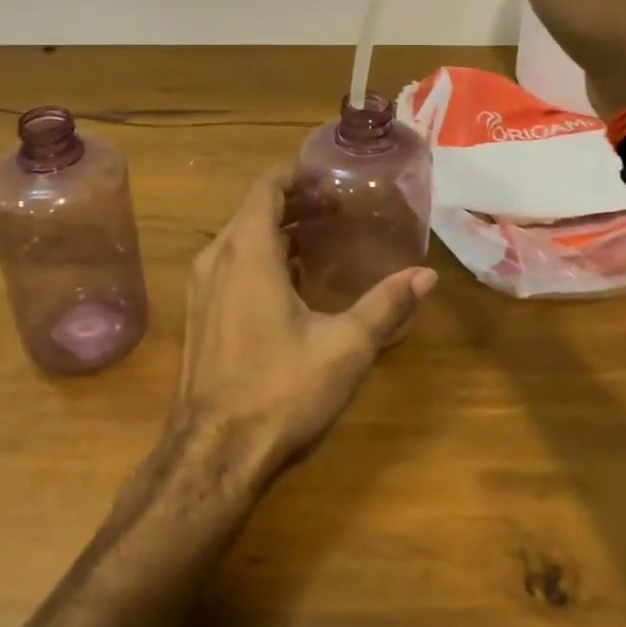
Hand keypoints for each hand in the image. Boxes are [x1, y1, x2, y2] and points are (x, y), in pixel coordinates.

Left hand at [170, 166, 436, 488]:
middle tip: (339, 207)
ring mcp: (202, 285)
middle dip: (295, 201)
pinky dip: (260, 255)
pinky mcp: (199, 311)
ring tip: (323, 236)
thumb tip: (426, 275)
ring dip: (278, 229)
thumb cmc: (280, 390)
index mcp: (247, 250)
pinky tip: (292, 278)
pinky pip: (230, 263)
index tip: (329, 175)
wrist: (213, 452)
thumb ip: (385, 305)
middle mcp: (217, 256)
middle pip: (254, 209)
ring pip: (240, 237)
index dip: (296, 174)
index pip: (266, 186)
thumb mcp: (344, 347)